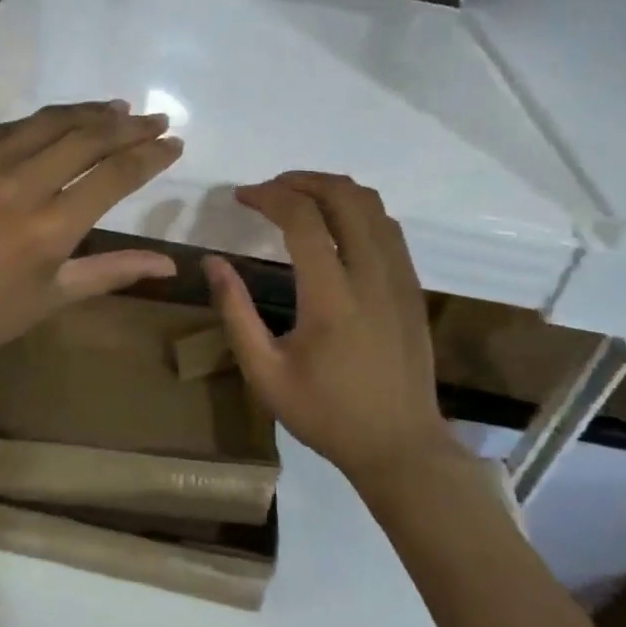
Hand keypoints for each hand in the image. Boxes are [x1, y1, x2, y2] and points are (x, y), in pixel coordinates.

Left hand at [0, 101, 183, 379]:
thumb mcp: (54, 297)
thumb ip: (114, 271)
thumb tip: (171, 264)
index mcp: (52, 227)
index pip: (116, 175)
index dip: (151, 155)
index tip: (172, 143)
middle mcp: (21, 185)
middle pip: (87, 137)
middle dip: (128, 126)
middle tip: (152, 118)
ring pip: (45, 122)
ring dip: (86, 112)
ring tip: (113, 108)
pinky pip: (2, 130)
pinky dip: (35, 125)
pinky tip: (51, 124)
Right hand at [203, 173, 464, 494]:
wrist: (400, 446)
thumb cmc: (326, 413)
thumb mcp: (265, 373)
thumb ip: (236, 313)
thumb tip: (213, 262)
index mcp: (332, 297)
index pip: (303, 219)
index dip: (269, 196)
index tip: (241, 197)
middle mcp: (372, 275)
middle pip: (345, 196)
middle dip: (302, 180)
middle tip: (269, 191)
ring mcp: (400, 278)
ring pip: (373, 205)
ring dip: (332, 190)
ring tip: (297, 200)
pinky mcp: (413, 287)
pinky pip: (388, 227)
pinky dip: (357, 210)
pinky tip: (334, 227)